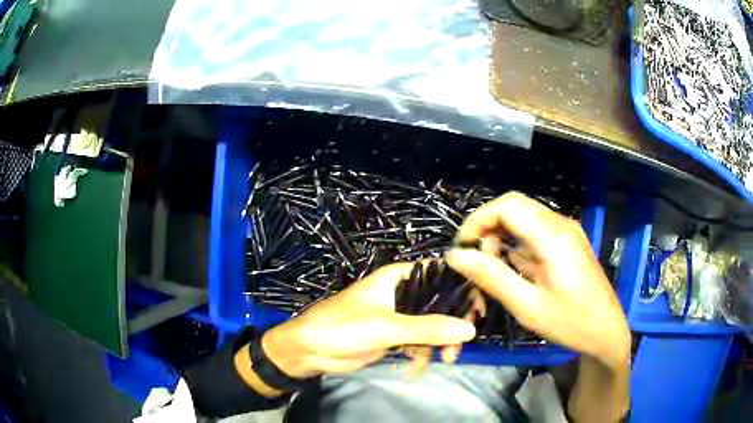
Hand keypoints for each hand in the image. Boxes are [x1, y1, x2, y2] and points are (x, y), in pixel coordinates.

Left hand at [260, 263, 476, 379]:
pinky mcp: (393, 336)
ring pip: (432, 325)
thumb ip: (427, 328)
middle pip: (440, 302)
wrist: (309, 350)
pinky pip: (419, 342)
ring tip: (443, 360)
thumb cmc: (343, 327)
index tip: (477, 311)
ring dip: (440, 342)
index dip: (462, 287)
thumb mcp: (386, 327)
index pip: (440, 273)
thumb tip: (470, 330)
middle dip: (453, 323)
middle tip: (461, 343)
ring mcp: (398, 316)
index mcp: (399, 277)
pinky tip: (416, 366)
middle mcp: (402, 292)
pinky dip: (422, 353)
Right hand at [445, 192, 629, 368]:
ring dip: (503, 235)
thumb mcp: (527, 306)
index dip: (478, 220)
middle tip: (476, 258)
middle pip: (515, 206)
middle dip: (489, 226)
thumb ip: (492, 277)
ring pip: (524, 217)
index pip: (506, 206)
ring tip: (494, 268)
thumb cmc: (570, 322)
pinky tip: (515, 269)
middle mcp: (560, 224)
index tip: (462, 247)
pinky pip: (536, 231)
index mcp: (552, 235)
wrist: (606, 331)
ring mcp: (567, 231)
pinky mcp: (569, 242)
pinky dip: (517, 243)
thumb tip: (456, 256)